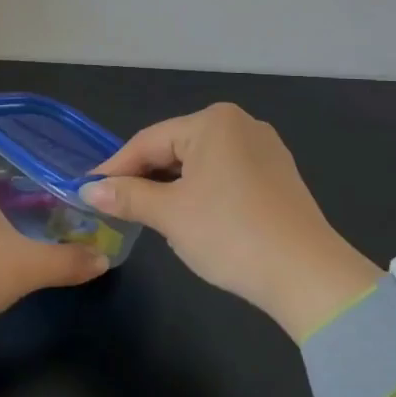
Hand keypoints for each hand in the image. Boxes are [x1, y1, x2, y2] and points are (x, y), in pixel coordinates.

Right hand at [81, 103, 380, 339]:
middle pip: (176, 148)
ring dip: (172, 186)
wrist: (307, 275)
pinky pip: (226, 174)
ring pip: (201, 163)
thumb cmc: (230, 233)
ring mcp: (264, 149)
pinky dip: (201, 191)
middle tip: (114, 204)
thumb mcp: (170, 214)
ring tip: (147, 212)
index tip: (88, 190)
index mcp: (213, 121)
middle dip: (145, 177)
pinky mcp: (278, 176)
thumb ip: (128, 196)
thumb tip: (90, 190)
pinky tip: (191, 216)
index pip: (149, 141)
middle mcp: (241, 124)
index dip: (115, 168)